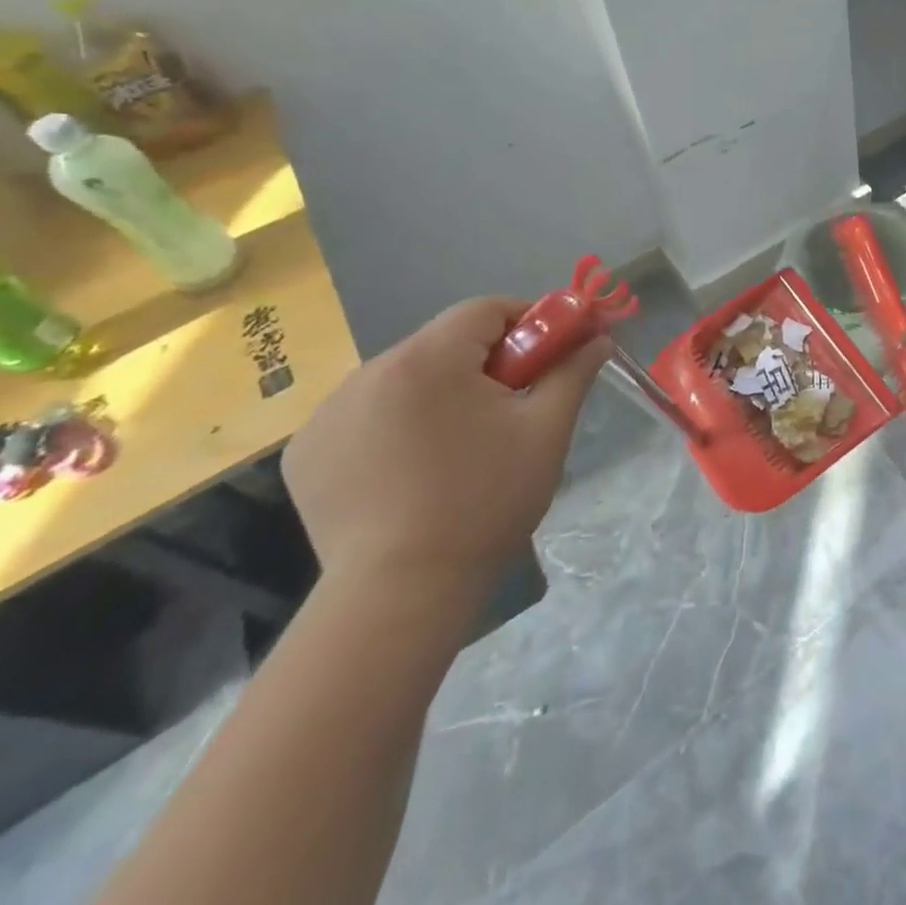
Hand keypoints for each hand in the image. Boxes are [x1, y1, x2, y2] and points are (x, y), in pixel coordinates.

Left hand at [282, 297, 610, 605]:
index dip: (526, 321)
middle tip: (513, 405)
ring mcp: (327, 414)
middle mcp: (368, 372)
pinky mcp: (306, 452)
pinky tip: (412, 467)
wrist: (400, 594)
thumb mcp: (546, 430)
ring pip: (405, 377)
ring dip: (440, 391)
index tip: (550, 353)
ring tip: (462, 443)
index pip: (484, 310)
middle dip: (485, 362)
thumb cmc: (486, 500)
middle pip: (443, 342)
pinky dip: (396, 423)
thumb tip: (599, 337)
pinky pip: (366, 413)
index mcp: (427, 359)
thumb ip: (573, 371)